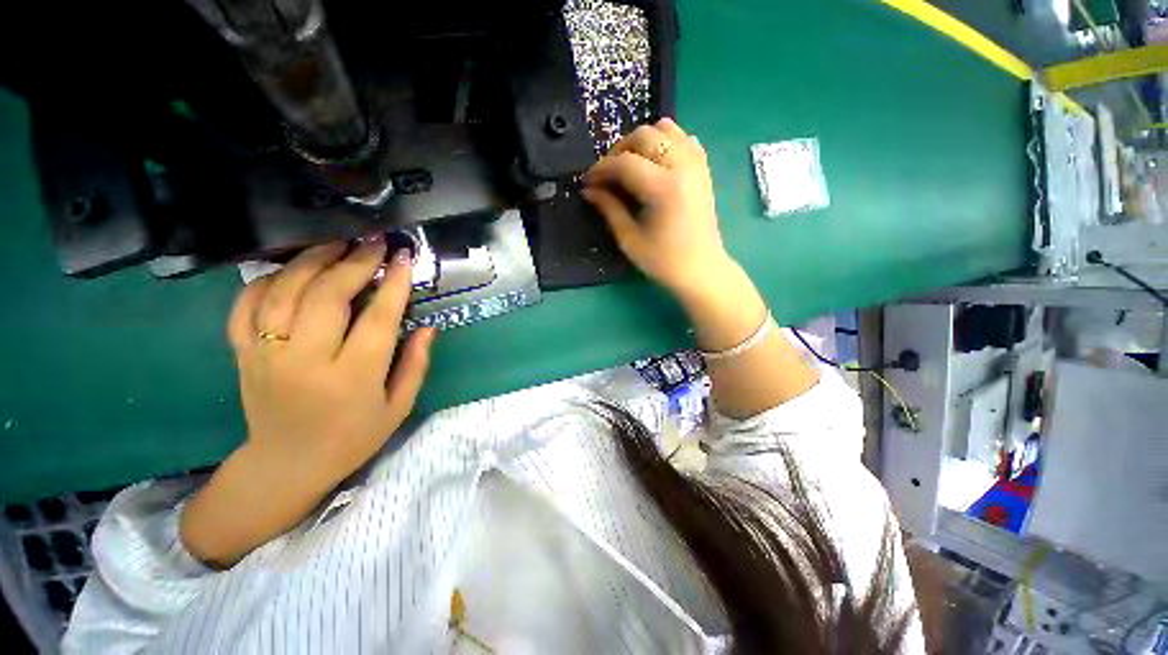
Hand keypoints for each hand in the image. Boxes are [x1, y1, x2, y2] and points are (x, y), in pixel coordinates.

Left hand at [229, 238, 435, 488]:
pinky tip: (290, 269)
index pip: (377, 319)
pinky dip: (265, 280)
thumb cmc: (352, 438)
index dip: (393, 285)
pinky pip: (246, 305)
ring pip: (284, 292)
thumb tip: (427, 327)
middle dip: (355, 262)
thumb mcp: (398, 407)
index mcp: (352, 378)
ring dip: (313, 261)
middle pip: (327, 296)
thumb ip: (416, 365)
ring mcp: (266, 355)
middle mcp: (305, 361)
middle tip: (374, 242)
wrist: (286, 465)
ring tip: (337, 243)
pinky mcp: (242, 353)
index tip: (404, 258)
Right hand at [582, 118, 731, 298]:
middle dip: (619, 150)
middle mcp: (682, 167)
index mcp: (663, 188)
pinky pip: (685, 139)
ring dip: (643, 141)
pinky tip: (656, 163)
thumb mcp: (629, 239)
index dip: (601, 169)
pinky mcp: (703, 170)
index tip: (588, 182)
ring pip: (667, 129)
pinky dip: (667, 142)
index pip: (624, 162)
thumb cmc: (663, 262)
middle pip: (645, 135)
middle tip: (608, 174)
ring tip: (631, 164)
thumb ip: (609, 209)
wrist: (701, 271)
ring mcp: (696, 166)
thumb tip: (589, 190)